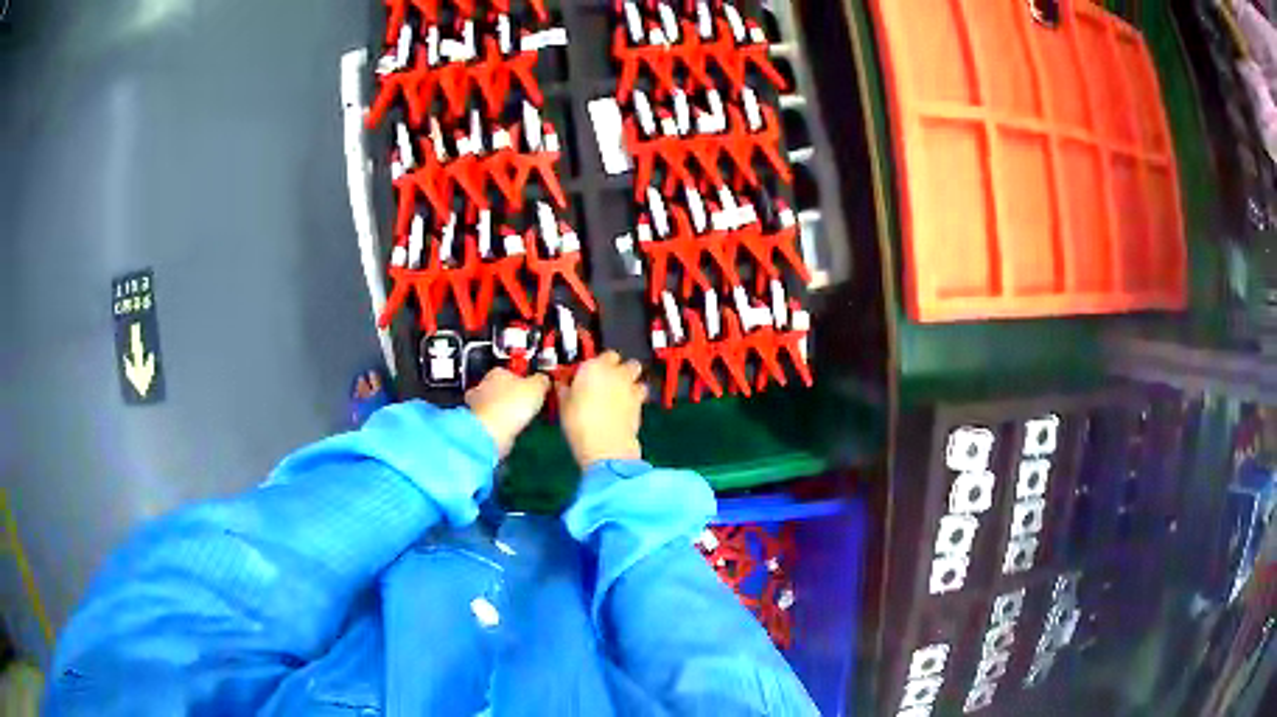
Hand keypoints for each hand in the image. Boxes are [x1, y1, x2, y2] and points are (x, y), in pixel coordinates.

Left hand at [466, 368, 550, 457]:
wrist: (491, 431)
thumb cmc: (513, 404)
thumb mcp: (537, 387)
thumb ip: (542, 380)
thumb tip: (544, 379)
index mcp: (498, 372)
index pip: (510, 371)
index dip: (522, 380)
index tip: (532, 390)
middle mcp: (483, 385)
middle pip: (499, 387)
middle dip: (510, 395)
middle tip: (525, 405)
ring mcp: (476, 404)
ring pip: (493, 404)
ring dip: (503, 410)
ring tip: (519, 420)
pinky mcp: (476, 422)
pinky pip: (491, 419)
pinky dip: (498, 423)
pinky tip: (509, 429)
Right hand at [558, 351, 647, 468]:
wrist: (606, 446)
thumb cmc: (580, 423)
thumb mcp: (563, 405)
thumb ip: (565, 390)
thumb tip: (563, 387)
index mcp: (595, 367)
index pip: (604, 354)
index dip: (599, 363)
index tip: (590, 372)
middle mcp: (617, 373)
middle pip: (627, 362)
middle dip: (621, 368)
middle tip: (608, 381)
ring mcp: (631, 388)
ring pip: (638, 376)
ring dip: (631, 381)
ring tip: (620, 393)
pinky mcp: (641, 405)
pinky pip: (640, 394)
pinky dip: (635, 398)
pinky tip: (624, 408)